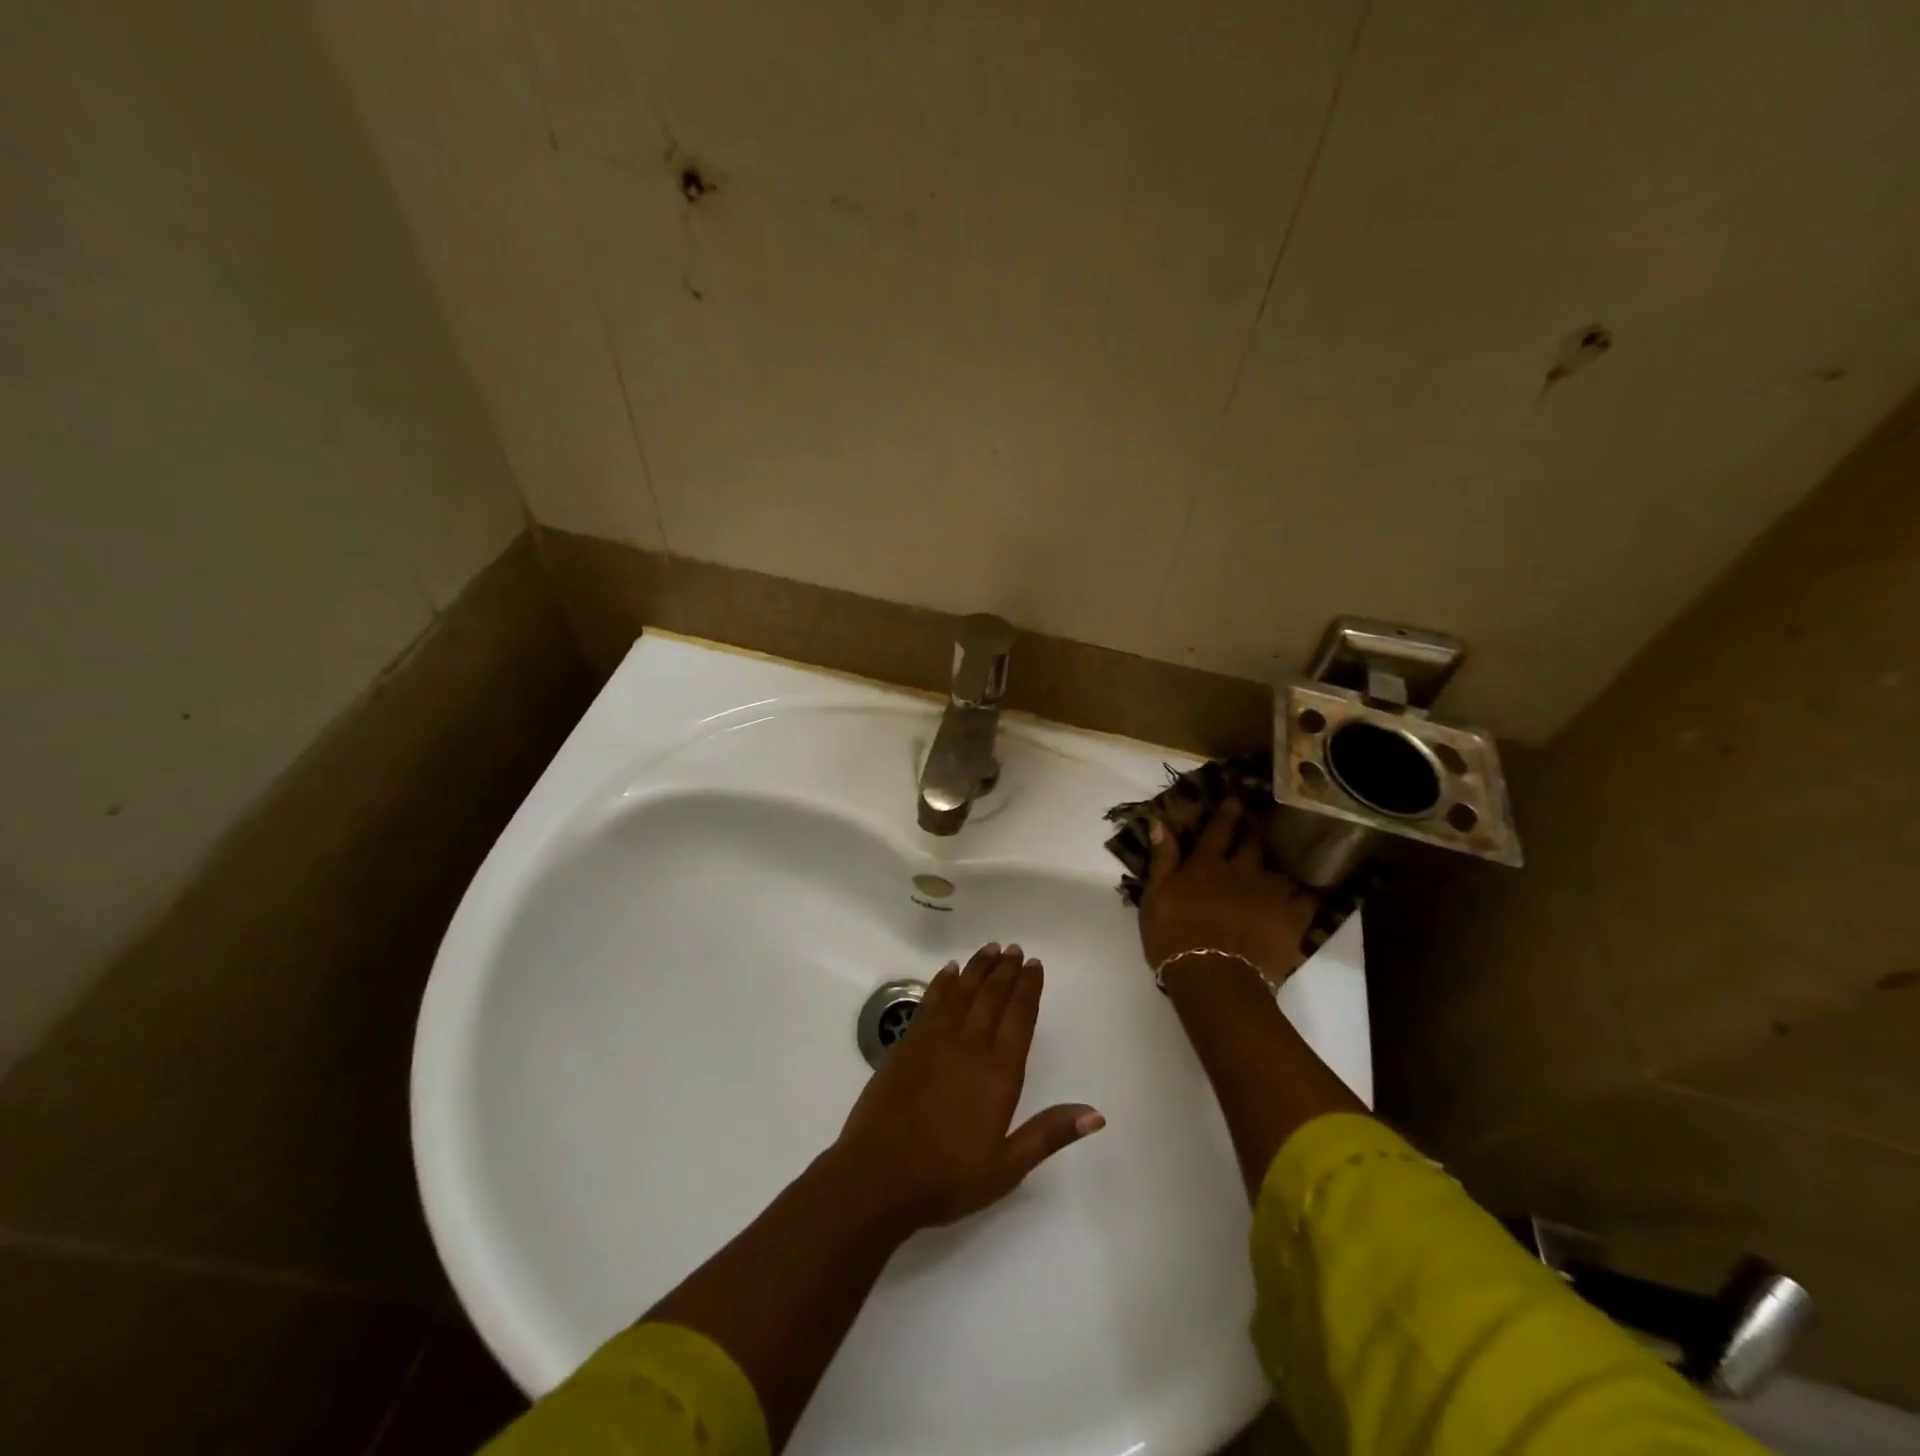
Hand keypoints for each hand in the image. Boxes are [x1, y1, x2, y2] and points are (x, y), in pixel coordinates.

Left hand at [831, 943, 1102, 1236]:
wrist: (877, 1175)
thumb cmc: (947, 1177)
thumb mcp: (1006, 1167)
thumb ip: (1049, 1134)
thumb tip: (1096, 1114)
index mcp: (998, 1073)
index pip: (1020, 1017)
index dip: (1029, 988)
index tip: (1035, 965)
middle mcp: (969, 1045)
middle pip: (992, 996)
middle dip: (1006, 970)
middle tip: (1014, 948)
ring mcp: (934, 1040)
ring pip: (962, 991)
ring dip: (978, 968)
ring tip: (990, 948)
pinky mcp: (907, 1043)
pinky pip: (930, 1001)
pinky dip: (942, 982)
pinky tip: (949, 970)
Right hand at [1139, 799, 1318, 984]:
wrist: (1213, 977)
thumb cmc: (1173, 939)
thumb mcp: (1154, 897)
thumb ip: (1162, 859)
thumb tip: (1160, 821)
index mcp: (1205, 866)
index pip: (1218, 831)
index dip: (1228, 813)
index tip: (1238, 798)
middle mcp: (1240, 871)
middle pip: (1253, 843)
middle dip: (1257, 830)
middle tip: (1264, 820)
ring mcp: (1270, 893)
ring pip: (1280, 867)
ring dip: (1282, 859)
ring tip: (1291, 852)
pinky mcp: (1293, 917)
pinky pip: (1308, 896)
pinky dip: (1310, 889)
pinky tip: (1317, 885)